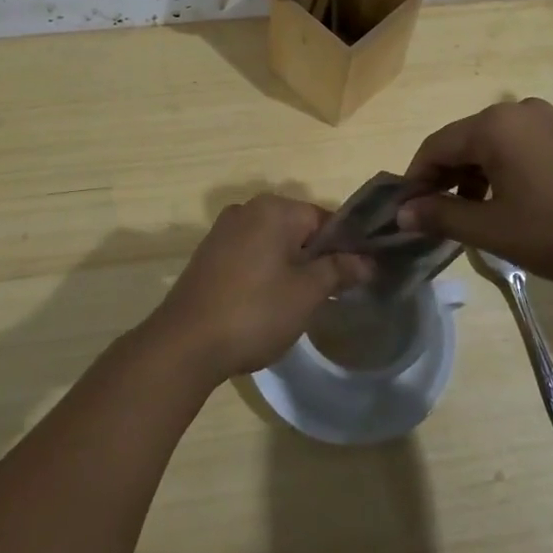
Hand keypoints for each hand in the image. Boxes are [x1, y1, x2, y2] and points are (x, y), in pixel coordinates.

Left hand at [146, 195, 372, 383]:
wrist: (185, 344)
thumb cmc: (255, 312)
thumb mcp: (306, 293)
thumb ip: (339, 270)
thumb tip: (367, 261)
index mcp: (273, 209)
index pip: (324, 219)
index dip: (344, 248)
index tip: (353, 279)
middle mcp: (246, 210)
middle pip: (297, 229)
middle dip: (316, 258)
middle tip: (328, 295)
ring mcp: (223, 231)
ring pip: (272, 243)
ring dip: (290, 267)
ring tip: (298, 304)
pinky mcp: (208, 255)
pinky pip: (250, 255)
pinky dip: (264, 272)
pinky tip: (267, 304)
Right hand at [398, 97, 552, 283]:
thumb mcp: (495, 230)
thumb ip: (443, 217)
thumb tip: (403, 213)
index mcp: (493, 126)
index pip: (435, 146)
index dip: (415, 180)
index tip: (407, 213)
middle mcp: (518, 111)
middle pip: (464, 142)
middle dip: (445, 179)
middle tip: (437, 217)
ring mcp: (550, 120)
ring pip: (494, 146)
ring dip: (475, 177)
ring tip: (475, 216)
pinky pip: (522, 148)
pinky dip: (505, 172)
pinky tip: (515, 204)